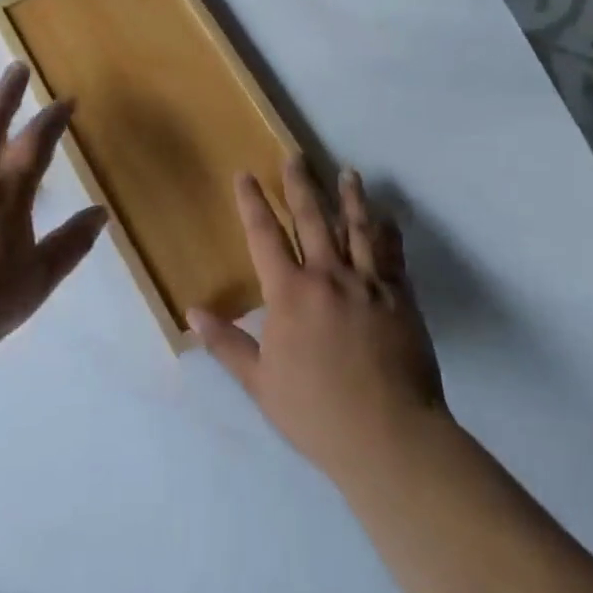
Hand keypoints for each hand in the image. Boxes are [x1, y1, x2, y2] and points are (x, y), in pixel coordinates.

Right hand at [191, 159, 446, 487]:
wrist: (389, 437)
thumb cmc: (316, 412)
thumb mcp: (261, 383)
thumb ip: (227, 343)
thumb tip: (192, 312)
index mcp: (289, 293)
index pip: (265, 236)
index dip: (252, 203)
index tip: (246, 175)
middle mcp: (328, 276)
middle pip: (311, 219)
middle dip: (300, 185)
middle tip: (296, 156)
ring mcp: (368, 284)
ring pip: (357, 228)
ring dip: (350, 197)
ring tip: (348, 173)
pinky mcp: (400, 297)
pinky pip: (392, 254)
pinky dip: (388, 232)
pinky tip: (387, 217)